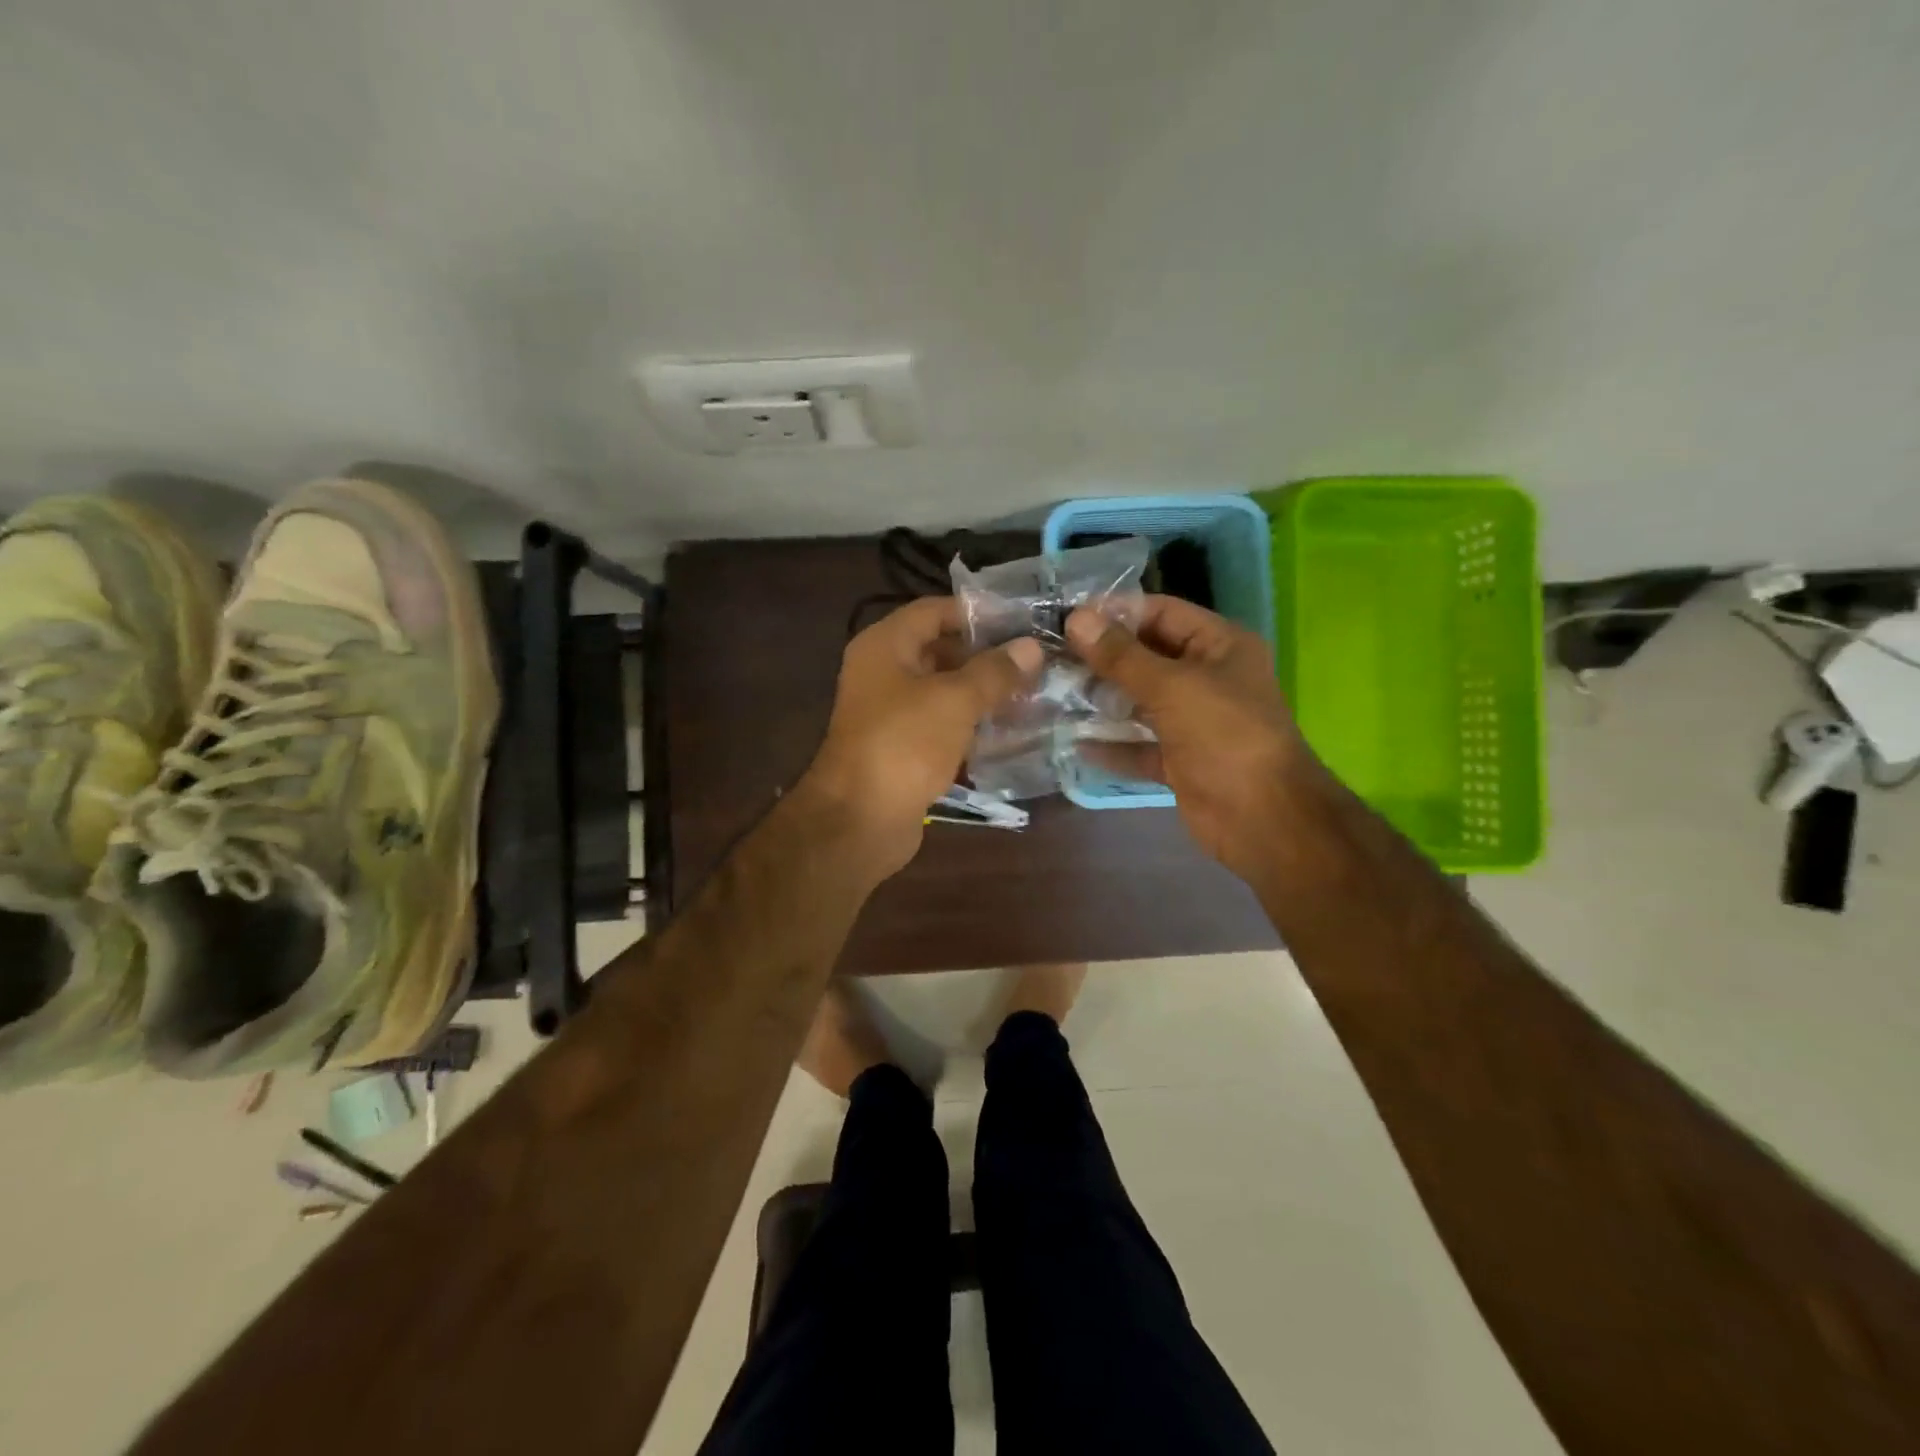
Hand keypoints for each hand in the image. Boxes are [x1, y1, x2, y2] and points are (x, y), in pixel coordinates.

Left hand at [803, 597, 1042, 879]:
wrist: (861, 820)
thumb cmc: (904, 745)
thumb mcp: (955, 700)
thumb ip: (994, 671)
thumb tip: (1031, 647)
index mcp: (885, 646)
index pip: (934, 611)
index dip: (977, 613)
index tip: (1021, 622)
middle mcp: (883, 672)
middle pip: (939, 649)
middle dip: (985, 655)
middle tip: (1034, 661)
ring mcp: (890, 713)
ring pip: (943, 690)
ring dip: (982, 692)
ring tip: (1031, 693)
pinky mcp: (902, 748)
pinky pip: (941, 724)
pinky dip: (970, 724)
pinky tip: (1008, 729)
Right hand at [1066, 596, 1321, 876]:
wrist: (1262, 819)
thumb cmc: (1225, 736)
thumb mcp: (1172, 687)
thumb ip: (1121, 656)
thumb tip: (1076, 620)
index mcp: (1219, 646)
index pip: (1162, 613)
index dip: (1116, 612)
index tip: (1067, 616)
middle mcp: (1207, 678)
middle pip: (1146, 657)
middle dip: (1101, 658)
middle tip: (1051, 655)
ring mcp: (1193, 721)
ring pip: (1139, 702)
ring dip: (1101, 700)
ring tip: (1053, 691)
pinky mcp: (1179, 759)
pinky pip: (1138, 745)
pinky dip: (1111, 744)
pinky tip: (1073, 741)